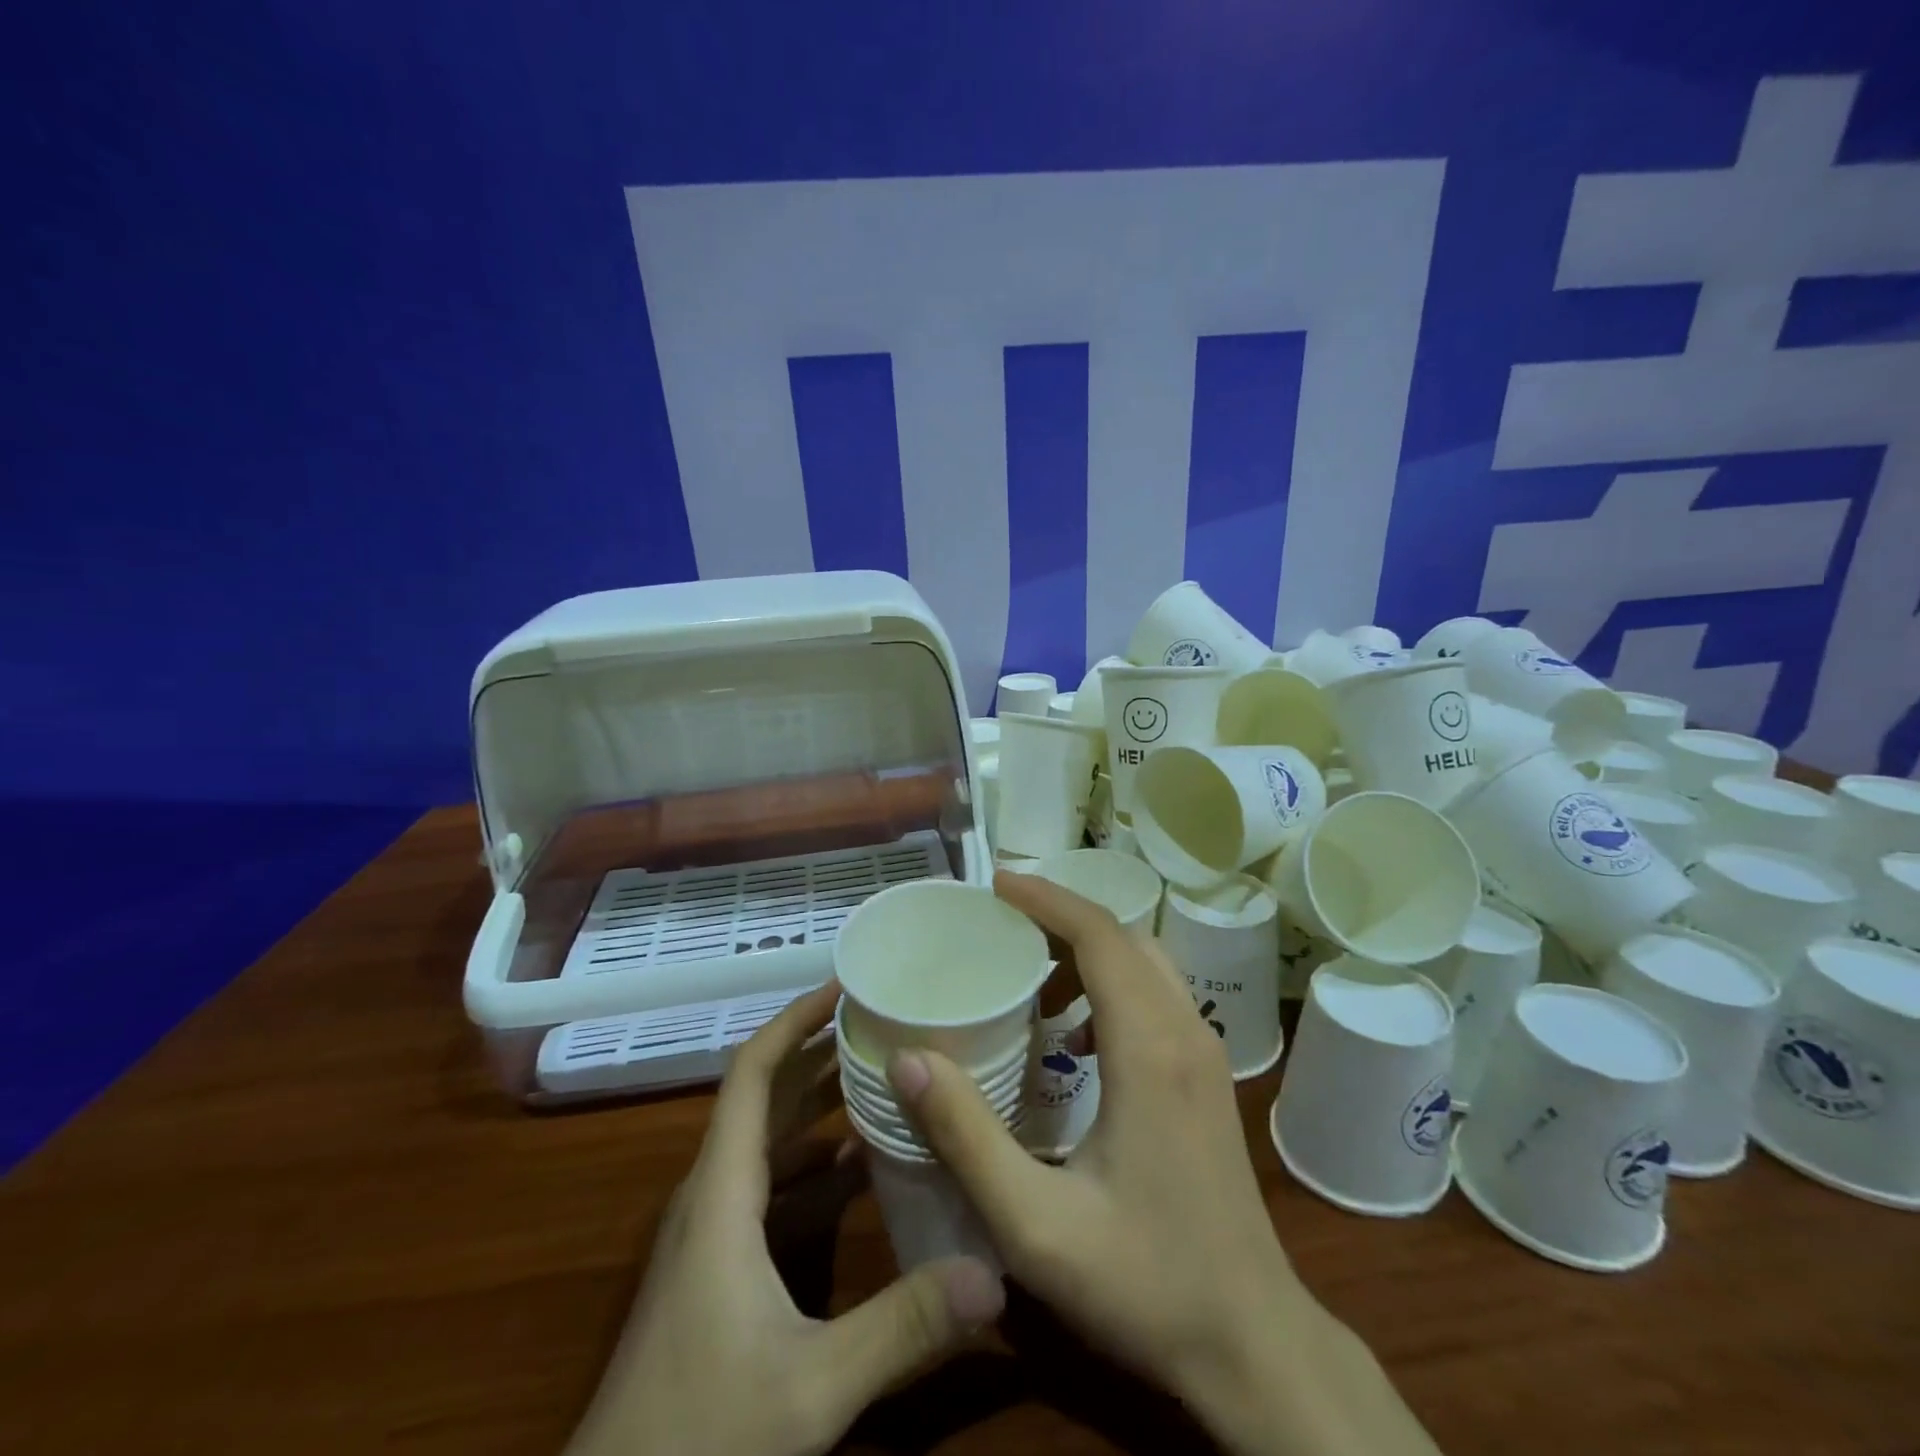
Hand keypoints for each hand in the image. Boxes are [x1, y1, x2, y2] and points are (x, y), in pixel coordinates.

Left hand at [568, 984, 1005, 1455]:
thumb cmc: (697, 1434)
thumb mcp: (810, 1386)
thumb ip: (903, 1328)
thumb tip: (994, 1273)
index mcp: (722, 1191)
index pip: (753, 1073)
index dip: (795, 1020)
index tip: (844, 985)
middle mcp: (712, 1193)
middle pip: (765, 1095)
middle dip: (819, 1050)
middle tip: (884, 1019)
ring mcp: (711, 1230)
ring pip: (768, 1140)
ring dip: (818, 1102)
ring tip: (883, 1072)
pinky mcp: (718, 1263)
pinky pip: (770, 1185)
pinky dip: (813, 1161)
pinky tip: (861, 1165)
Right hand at [887, 871, 1440, 1455]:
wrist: (1254, 1343)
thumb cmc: (1145, 1283)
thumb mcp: (1037, 1225)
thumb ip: (967, 1138)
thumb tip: (909, 1058)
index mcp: (1150, 1049)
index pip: (1100, 937)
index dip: (1048, 899)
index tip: (996, 883)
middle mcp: (1186, 1032)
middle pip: (1125, 937)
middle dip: (1062, 915)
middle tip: (1001, 919)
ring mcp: (1205, 1053)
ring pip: (1146, 962)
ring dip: (1088, 948)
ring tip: (1028, 968)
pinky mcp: (1207, 1077)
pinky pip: (1157, 995)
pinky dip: (1111, 983)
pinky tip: (1072, 1034)